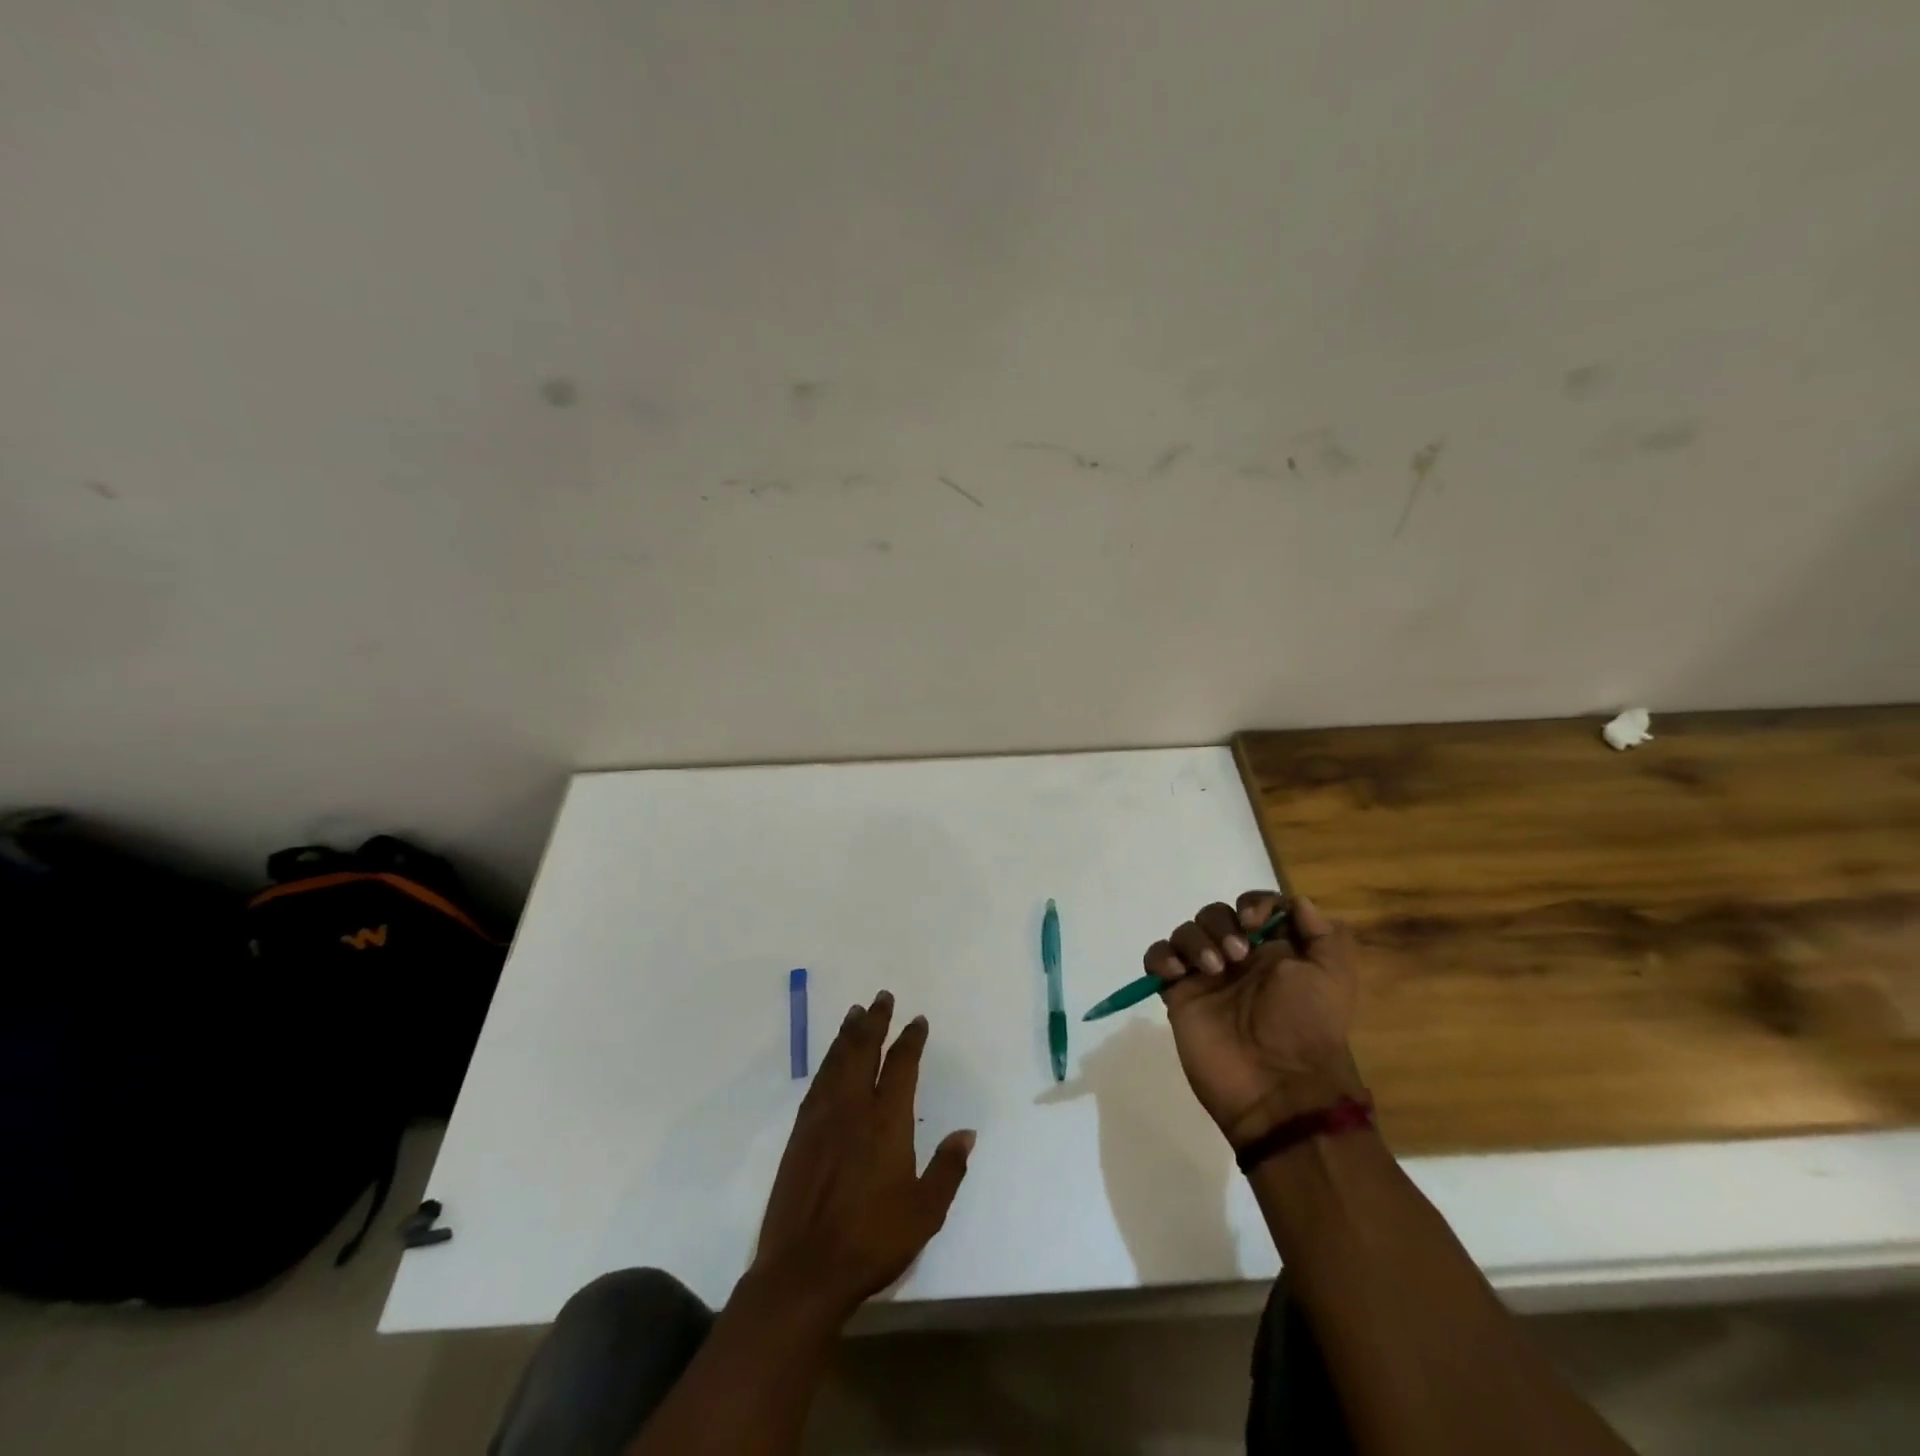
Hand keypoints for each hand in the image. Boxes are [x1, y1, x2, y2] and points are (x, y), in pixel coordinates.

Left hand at [751, 991, 974, 1319]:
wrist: (804, 1269)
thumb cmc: (872, 1240)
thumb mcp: (925, 1212)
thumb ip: (947, 1169)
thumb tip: (967, 1133)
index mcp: (886, 1121)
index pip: (901, 1066)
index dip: (910, 1040)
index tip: (917, 1020)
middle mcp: (853, 1108)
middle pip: (864, 1051)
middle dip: (875, 1022)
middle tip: (881, 997)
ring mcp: (822, 1119)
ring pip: (837, 1062)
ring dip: (848, 1034)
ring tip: (856, 1013)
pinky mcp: (800, 1134)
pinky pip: (817, 1083)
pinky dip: (827, 1062)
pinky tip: (831, 1060)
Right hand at [1146, 890, 1363, 1145]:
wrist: (1278, 1086)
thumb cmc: (1308, 1026)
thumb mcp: (1334, 977)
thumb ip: (1324, 934)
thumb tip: (1299, 903)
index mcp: (1274, 950)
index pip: (1254, 906)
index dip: (1251, 904)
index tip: (1253, 922)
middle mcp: (1238, 958)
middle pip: (1215, 914)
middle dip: (1221, 924)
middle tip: (1236, 956)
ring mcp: (1205, 976)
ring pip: (1186, 931)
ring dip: (1195, 940)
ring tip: (1212, 970)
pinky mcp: (1179, 995)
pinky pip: (1158, 959)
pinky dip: (1162, 956)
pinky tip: (1177, 973)